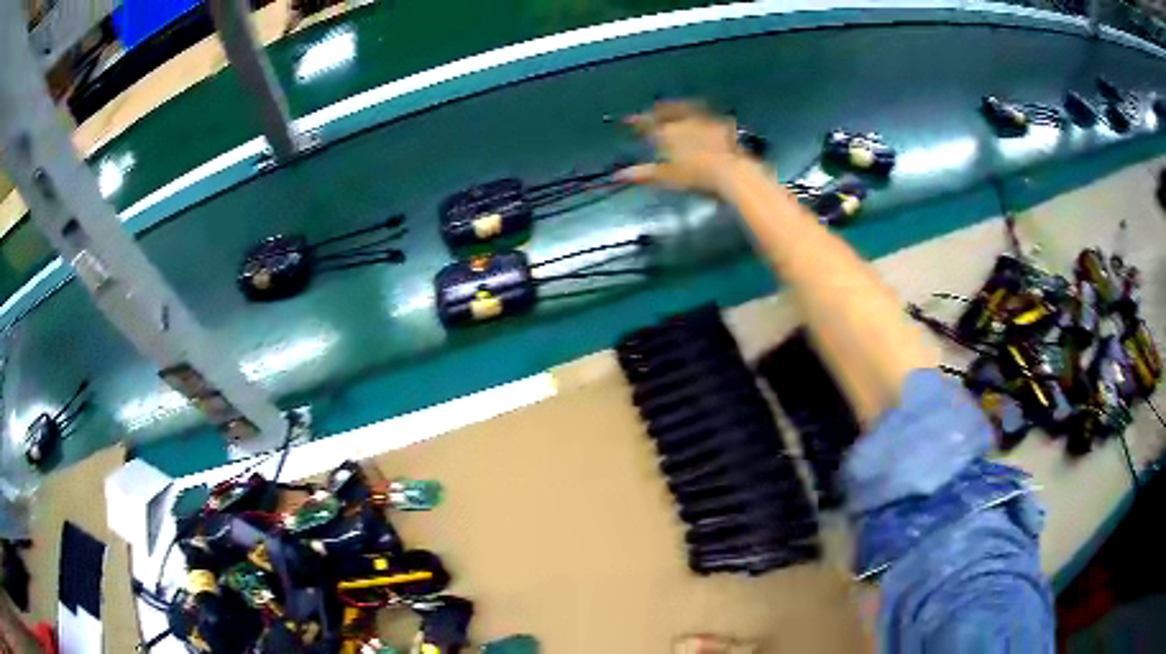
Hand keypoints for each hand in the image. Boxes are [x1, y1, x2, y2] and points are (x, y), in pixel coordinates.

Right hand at [615, 101, 751, 195]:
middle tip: (653, 108)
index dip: (636, 121)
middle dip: (657, 110)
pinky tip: (705, 117)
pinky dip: (703, 114)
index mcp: (667, 132)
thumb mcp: (666, 177)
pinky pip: (709, 115)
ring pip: (687, 107)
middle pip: (666, 110)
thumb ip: (643, 173)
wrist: (730, 171)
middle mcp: (683, 121)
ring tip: (676, 105)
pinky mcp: (722, 124)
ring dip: (679, 105)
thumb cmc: (695, 175)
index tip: (628, 120)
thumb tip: (618, 175)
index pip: (646, 123)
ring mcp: (704, 120)